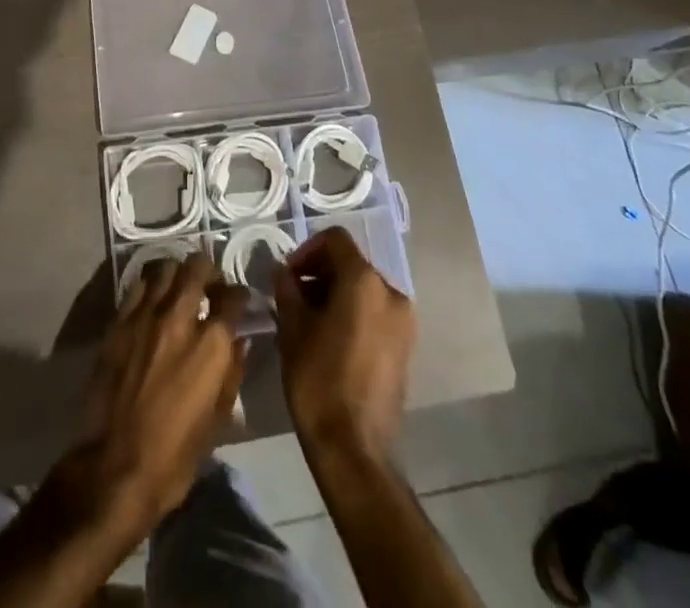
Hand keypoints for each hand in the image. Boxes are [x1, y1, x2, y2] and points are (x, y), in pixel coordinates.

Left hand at [52, 253, 248, 541]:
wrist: (115, 468)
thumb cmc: (175, 456)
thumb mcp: (217, 420)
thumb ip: (232, 372)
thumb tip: (240, 342)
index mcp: (211, 344)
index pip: (233, 297)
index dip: (240, 296)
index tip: (239, 302)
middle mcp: (180, 318)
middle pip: (198, 267)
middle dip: (209, 271)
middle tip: (210, 285)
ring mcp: (146, 315)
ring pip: (166, 268)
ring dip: (178, 273)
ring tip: (180, 288)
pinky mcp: (119, 322)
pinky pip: (138, 286)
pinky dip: (150, 285)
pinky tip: (153, 300)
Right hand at [273, 229, 413, 465]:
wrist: (355, 450)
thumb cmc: (319, 380)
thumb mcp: (292, 328)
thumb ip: (287, 289)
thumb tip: (284, 272)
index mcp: (365, 281)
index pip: (335, 240)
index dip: (306, 250)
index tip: (287, 276)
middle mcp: (392, 293)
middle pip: (351, 264)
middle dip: (320, 274)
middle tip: (293, 298)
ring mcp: (404, 322)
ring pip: (364, 290)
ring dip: (335, 294)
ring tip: (308, 321)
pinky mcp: (406, 348)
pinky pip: (375, 313)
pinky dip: (353, 314)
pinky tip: (330, 340)